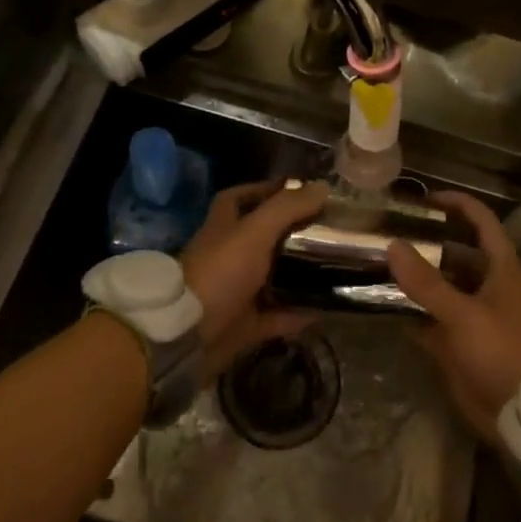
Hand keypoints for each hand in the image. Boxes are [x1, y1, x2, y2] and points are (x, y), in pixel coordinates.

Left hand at [180, 180, 326, 376]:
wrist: (187, 335)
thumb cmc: (220, 272)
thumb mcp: (255, 232)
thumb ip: (287, 208)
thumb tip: (323, 186)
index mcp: (223, 227)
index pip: (239, 198)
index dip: (264, 190)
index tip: (299, 190)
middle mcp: (227, 256)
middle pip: (262, 238)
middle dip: (292, 233)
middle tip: (327, 230)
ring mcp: (234, 292)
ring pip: (272, 278)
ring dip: (299, 274)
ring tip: (333, 266)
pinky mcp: (243, 325)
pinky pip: (277, 316)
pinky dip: (298, 313)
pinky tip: (325, 309)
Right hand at [387, 190, 520, 441]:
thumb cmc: (505, 352)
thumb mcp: (464, 315)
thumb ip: (427, 283)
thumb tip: (393, 245)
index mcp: (501, 269)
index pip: (481, 222)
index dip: (458, 204)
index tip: (426, 198)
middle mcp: (488, 287)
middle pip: (456, 256)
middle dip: (426, 245)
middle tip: (388, 235)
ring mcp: (475, 318)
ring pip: (441, 290)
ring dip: (415, 281)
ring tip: (377, 266)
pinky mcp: (462, 347)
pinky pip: (432, 322)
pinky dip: (412, 315)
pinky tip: (383, 308)